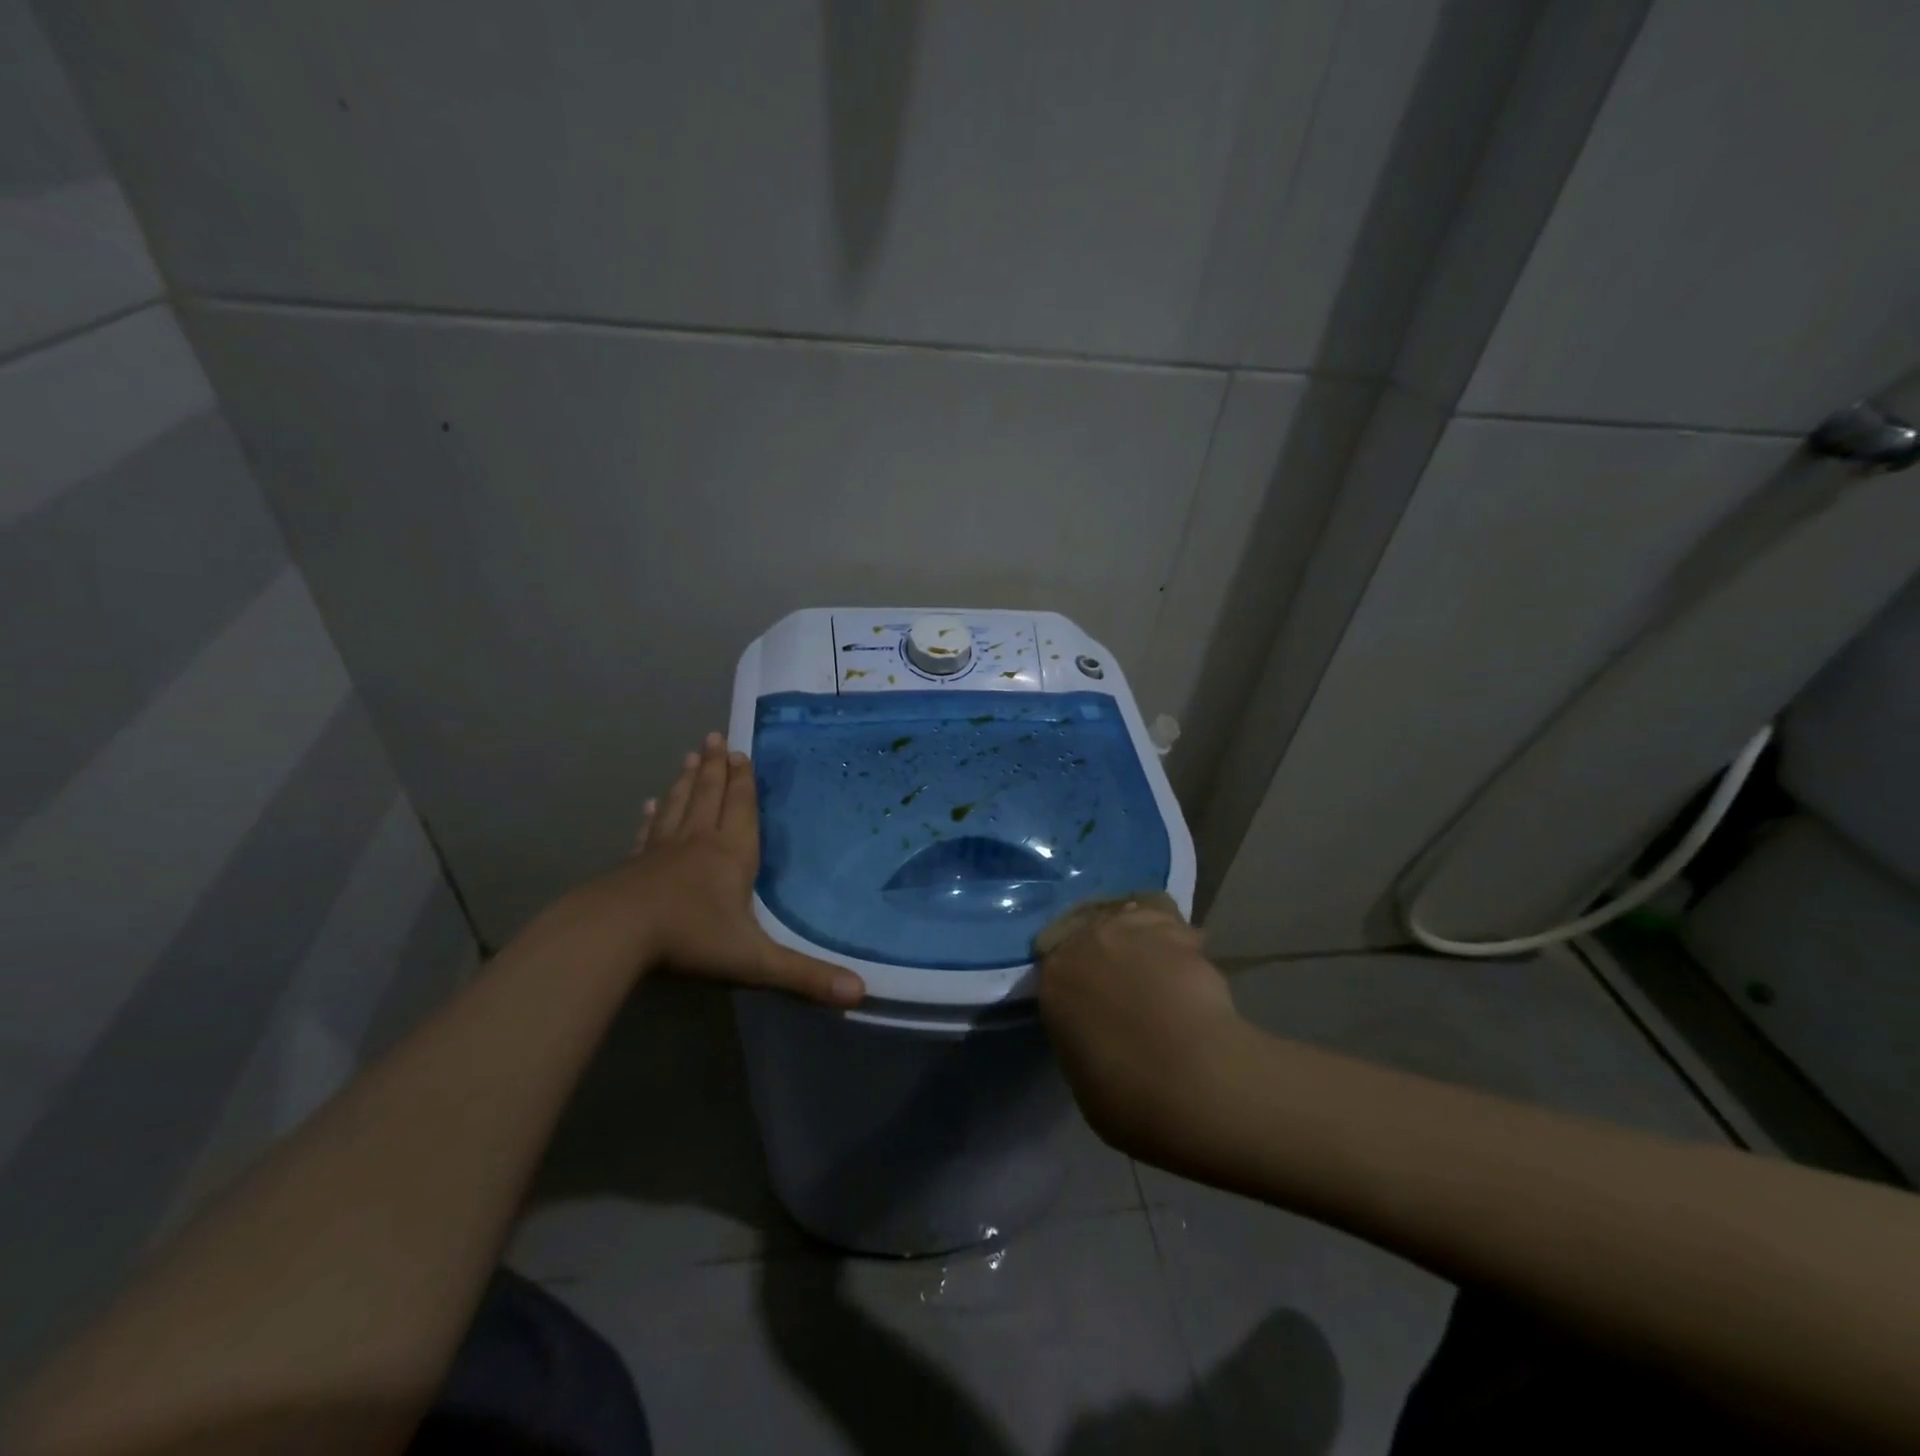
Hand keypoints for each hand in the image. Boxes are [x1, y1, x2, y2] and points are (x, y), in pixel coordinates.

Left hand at [586, 733, 865, 1006]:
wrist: (614, 935)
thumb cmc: (690, 939)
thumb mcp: (754, 959)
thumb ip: (805, 975)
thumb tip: (861, 993)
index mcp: (731, 854)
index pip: (741, 808)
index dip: (743, 781)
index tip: (740, 753)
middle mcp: (698, 842)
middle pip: (709, 796)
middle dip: (715, 768)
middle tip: (714, 738)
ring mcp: (661, 851)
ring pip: (678, 805)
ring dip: (687, 780)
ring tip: (690, 756)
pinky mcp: (633, 866)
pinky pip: (648, 832)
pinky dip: (652, 816)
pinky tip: (649, 804)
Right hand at [1038, 899, 1244, 1162]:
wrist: (1188, 1078)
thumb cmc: (1126, 1095)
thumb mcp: (1083, 1076)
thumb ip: (1083, 1039)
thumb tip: (1099, 1034)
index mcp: (1054, 981)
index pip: (1057, 965)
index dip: (1078, 979)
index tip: (1093, 996)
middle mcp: (1086, 942)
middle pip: (1092, 932)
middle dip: (1108, 951)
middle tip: (1129, 979)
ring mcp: (1131, 930)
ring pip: (1131, 920)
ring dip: (1142, 939)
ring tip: (1162, 968)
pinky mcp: (1176, 931)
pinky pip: (1171, 927)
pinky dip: (1179, 942)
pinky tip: (1192, 967)